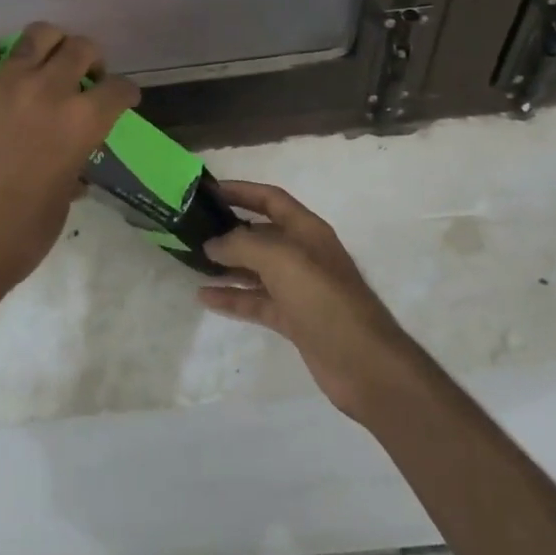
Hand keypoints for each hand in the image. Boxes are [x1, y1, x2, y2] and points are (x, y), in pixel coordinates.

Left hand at [0, 23, 138, 308]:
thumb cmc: (15, 239)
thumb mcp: (60, 205)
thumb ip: (71, 170)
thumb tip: (73, 167)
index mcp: (81, 123)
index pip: (118, 90)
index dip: (125, 93)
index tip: (122, 98)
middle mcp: (47, 90)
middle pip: (81, 48)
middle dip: (91, 59)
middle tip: (84, 76)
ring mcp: (0, 83)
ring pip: (36, 35)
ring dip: (48, 44)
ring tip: (44, 61)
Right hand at [199, 181, 413, 416]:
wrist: (363, 363)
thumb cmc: (324, 299)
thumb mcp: (281, 260)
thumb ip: (242, 245)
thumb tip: (213, 244)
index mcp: (307, 231)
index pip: (270, 199)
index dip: (241, 191)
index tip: (208, 191)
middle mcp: (303, 254)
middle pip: (261, 234)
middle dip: (229, 230)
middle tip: (192, 229)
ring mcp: (298, 289)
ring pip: (255, 269)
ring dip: (227, 265)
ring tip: (192, 261)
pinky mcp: (293, 319)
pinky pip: (256, 301)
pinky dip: (232, 297)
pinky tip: (205, 297)